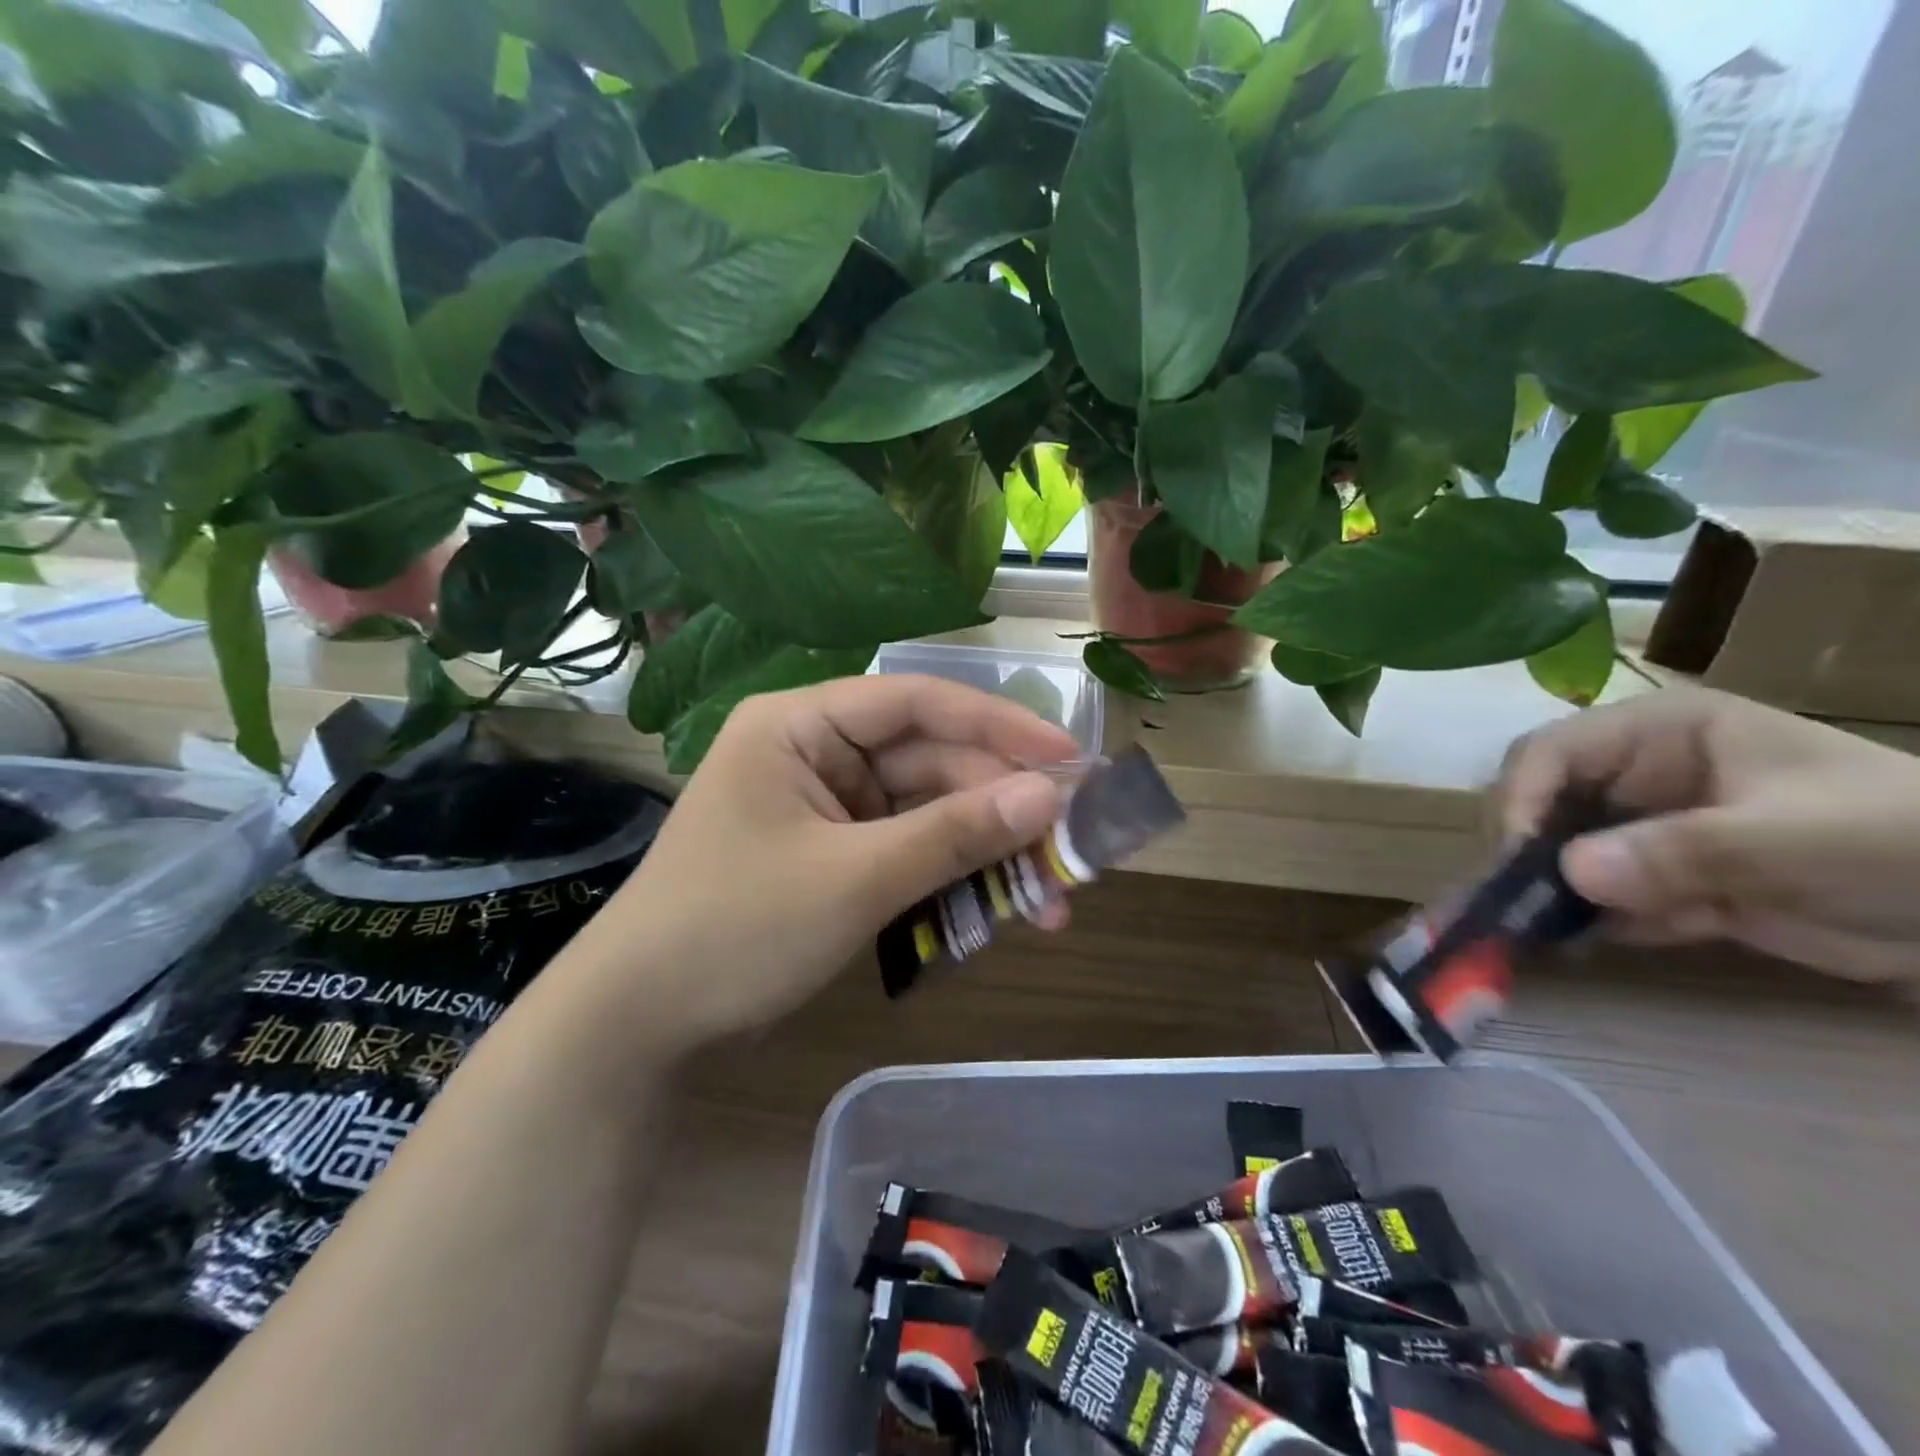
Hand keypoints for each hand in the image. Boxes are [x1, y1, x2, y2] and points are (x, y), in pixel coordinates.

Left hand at [559, 675, 1079, 1059]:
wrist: (641, 1025)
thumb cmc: (736, 930)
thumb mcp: (854, 879)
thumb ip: (952, 835)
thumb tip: (1049, 797)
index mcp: (801, 726)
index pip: (916, 702)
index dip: (998, 726)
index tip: (1069, 758)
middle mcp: (817, 754)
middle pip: (929, 764)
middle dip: (998, 811)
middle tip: (1071, 850)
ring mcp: (827, 808)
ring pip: (926, 815)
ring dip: (984, 855)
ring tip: (1049, 901)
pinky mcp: (835, 857)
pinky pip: (908, 853)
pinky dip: (950, 880)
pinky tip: (997, 911)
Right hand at [1497, 686, 1919, 981]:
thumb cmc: (1904, 840)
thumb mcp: (1798, 838)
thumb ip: (1681, 850)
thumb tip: (1569, 872)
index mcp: (1657, 735)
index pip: (1550, 752)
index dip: (1521, 797)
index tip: (1517, 858)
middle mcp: (1636, 776)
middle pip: (1541, 803)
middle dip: (1524, 852)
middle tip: (1518, 905)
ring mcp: (1647, 831)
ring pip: (1559, 855)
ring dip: (1544, 894)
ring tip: (1529, 934)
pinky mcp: (1664, 882)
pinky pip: (1599, 899)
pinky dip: (1582, 924)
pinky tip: (1570, 947)